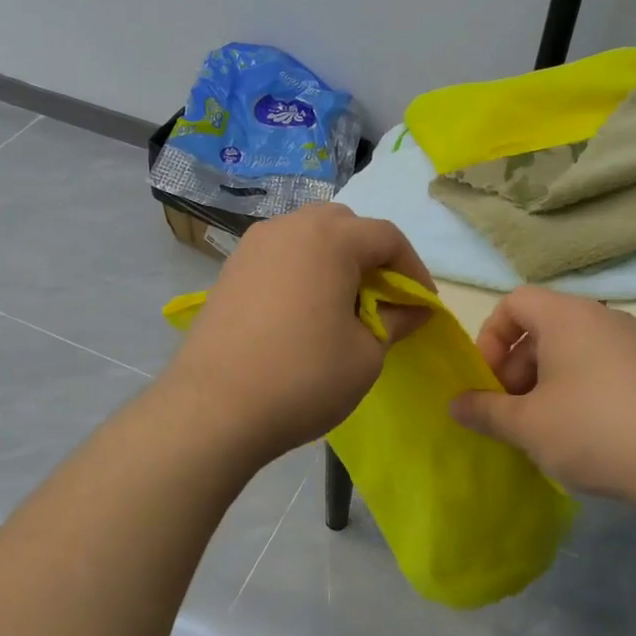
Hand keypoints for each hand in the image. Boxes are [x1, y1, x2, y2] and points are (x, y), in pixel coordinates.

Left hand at [161, 203, 433, 465]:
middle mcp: (289, 227)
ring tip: (344, 306)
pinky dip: (302, 272)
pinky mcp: (230, 270)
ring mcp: (253, 246)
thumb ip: (396, 321)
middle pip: (345, 226)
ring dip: (335, 262)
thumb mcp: (366, 354)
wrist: (213, 408)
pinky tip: (304, 312)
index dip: (414, 270)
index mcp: (330, 238)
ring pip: (308, 237)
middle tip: (383, 301)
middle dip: (372, 258)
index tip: (423, 305)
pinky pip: (280, 256)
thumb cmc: (303, 378)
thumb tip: (413, 309)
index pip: (387, 237)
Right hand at [450, 285, 635, 505]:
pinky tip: (580, 433)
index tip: (488, 380)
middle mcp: (602, 317)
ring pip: (571, 350)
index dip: (490, 337)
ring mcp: (633, 343)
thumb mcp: (526, 424)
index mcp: (567, 316)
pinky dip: (577, 390)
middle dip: (515, 367)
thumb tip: (455, 404)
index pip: (514, 302)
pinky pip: (600, 367)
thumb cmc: (592, 429)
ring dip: (544, 382)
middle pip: (542, 327)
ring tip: (541, 427)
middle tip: (509, 410)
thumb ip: (484, 410)